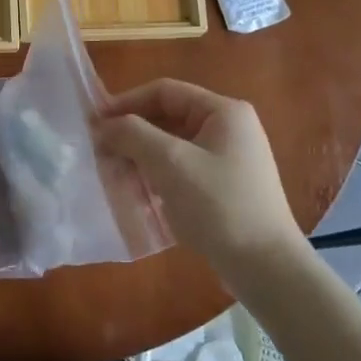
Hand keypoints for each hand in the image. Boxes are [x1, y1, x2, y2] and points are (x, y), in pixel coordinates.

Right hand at [96, 79, 306, 283]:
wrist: (266, 268)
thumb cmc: (219, 206)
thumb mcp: (170, 163)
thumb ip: (132, 135)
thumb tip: (102, 125)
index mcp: (224, 112)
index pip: (165, 92)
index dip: (126, 102)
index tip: (93, 122)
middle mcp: (229, 129)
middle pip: (168, 119)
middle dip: (132, 135)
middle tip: (99, 154)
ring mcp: (229, 161)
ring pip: (172, 148)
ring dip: (141, 159)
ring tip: (113, 178)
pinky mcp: (224, 189)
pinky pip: (182, 172)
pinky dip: (157, 179)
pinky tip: (137, 197)